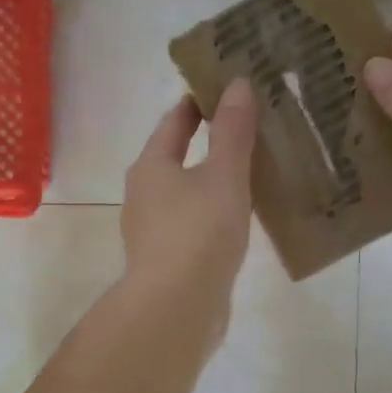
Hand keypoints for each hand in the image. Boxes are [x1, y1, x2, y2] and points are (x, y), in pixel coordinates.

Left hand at [119, 78, 257, 342]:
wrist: (177, 308)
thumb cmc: (198, 232)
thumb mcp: (223, 175)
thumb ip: (233, 131)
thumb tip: (238, 84)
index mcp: (150, 167)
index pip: (173, 123)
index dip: (197, 104)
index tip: (222, 90)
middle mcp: (143, 196)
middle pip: (174, 158)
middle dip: (206, 143)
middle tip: (244, 129)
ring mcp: (152, 232)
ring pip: (184, 195)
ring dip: (209, 182)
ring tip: (248, 173)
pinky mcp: (166, 262)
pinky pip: (192, 225)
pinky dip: (212, 215)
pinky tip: (237, 221)